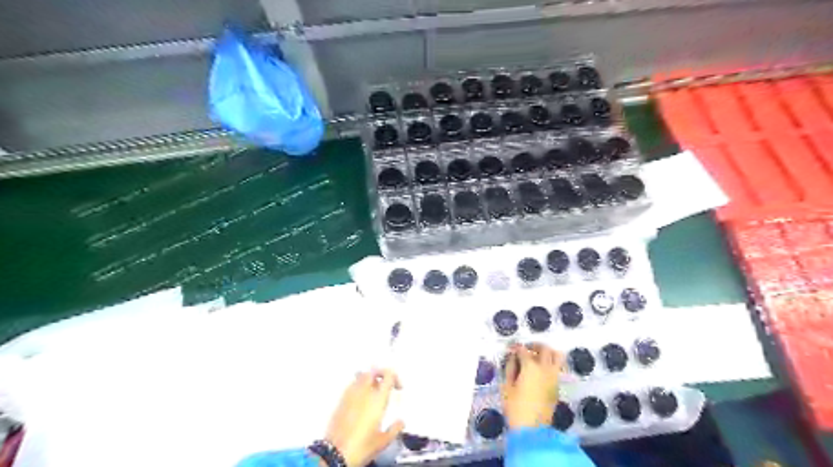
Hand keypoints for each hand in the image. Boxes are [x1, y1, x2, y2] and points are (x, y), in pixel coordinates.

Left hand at [323, 369, 405, 466]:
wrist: (335, 453)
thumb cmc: (361, 447)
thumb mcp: (383, 441)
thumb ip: (395, 429)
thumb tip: (401, 422)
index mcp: (377, 398)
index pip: (388, 375)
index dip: (395, 377)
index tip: (398, 388)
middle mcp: (364, 391)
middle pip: (374, 371)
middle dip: (382, 374)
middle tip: (386, 384)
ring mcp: (351, 394)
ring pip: (362, 375)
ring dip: (370, 379)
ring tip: (374, 391)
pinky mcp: (341, 399)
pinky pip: (352, 384)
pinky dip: (359, 386)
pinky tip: (361, 399)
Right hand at [501, 341, 566, 428]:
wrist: (532, 429)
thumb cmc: (515, 407)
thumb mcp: (506, 386)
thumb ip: (510, 368)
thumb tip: (512, 358)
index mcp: (530, 366)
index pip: (523, 350)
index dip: (515, 347)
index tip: (511, 349)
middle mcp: (545, 368)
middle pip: (544, 348)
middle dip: (534, 345)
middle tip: (526, 349)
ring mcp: (554, 377)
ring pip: (557, 356)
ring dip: (548, 352)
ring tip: (538, 356)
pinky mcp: (557, 386)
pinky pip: (557, 368)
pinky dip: (551, 364)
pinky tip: (541, 370)